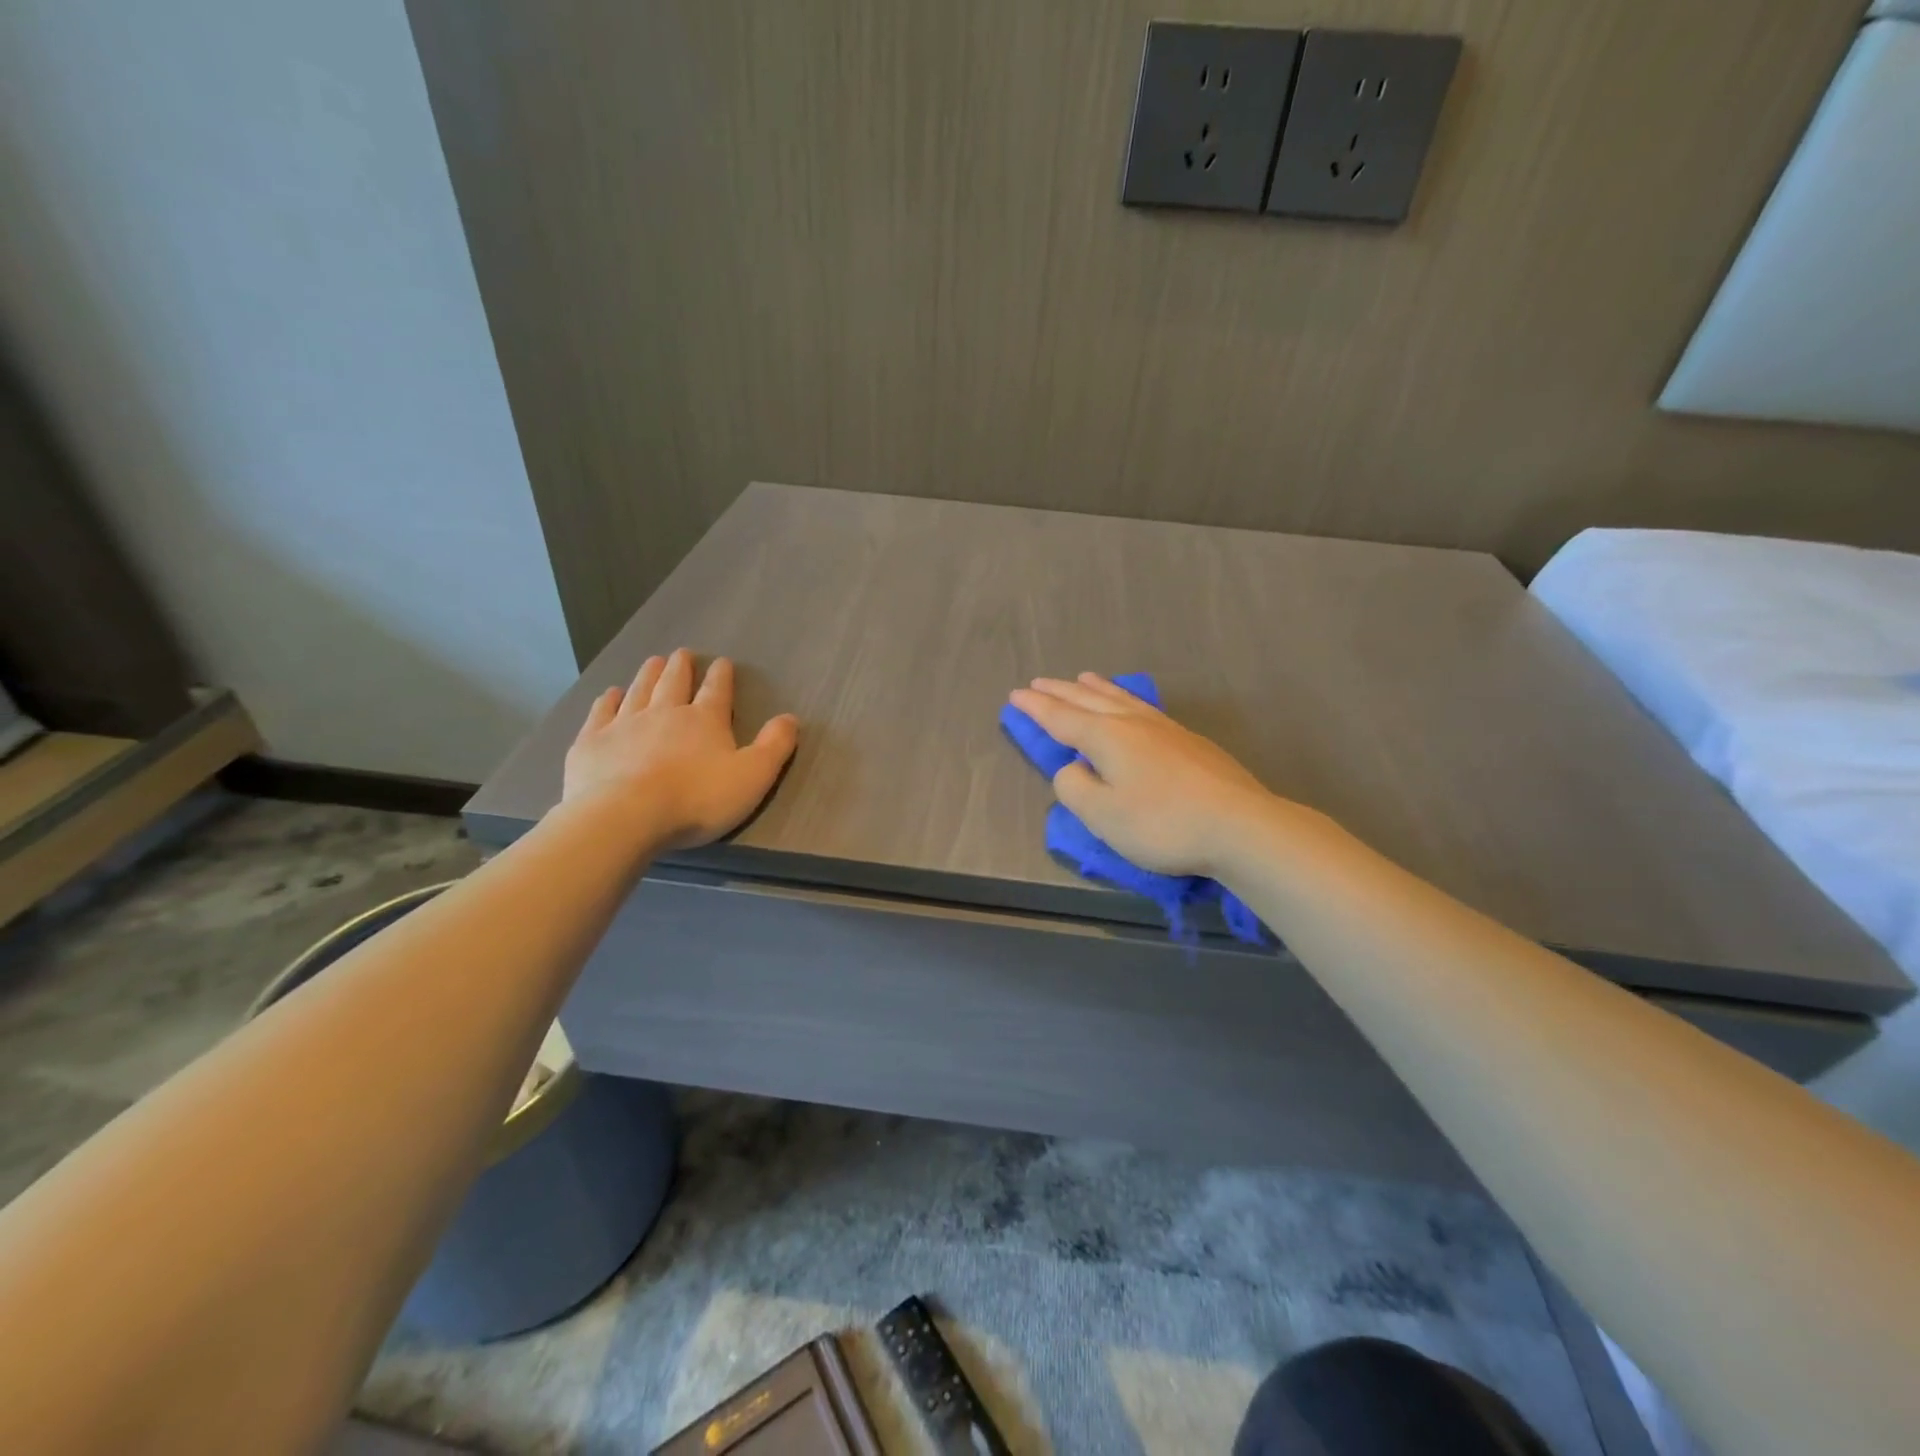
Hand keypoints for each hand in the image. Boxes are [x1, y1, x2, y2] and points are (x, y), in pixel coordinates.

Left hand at [564, 648, 797, 848]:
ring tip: (652, 662)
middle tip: (681, 654)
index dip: (721, 677)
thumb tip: (790, 718)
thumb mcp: (752, 776)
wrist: (625, 816)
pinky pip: (602, 713)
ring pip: (639, 691)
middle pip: (674, 683)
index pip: (716, 691)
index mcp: (705, 721)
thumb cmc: (697, 799)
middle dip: (680, 668)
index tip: (722, 663)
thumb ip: (774, 746)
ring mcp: (624, 724)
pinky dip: (608, 700)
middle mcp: (664, 713)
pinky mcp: (592, 742)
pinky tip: (610, 694)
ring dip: (647, 675)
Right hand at [1008, 673, 1281, 878]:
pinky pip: (1142, 706)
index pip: (1061, 718)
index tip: (1015, 695)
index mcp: (1107, 738)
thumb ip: (1075, 788)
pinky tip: (1130, 704)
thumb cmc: (1163, 824)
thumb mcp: (1103, 815)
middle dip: (1059, 692)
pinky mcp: (1188, 740)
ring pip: (1120, 698)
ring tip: (1082, 677)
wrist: (1239, 825)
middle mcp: (1133, 723)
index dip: (1036, 708)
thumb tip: (1072, 769)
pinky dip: (1124, 698)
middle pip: (1088, 700)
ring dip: (1095, 688)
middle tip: (1038, 683)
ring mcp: (1165, 728)